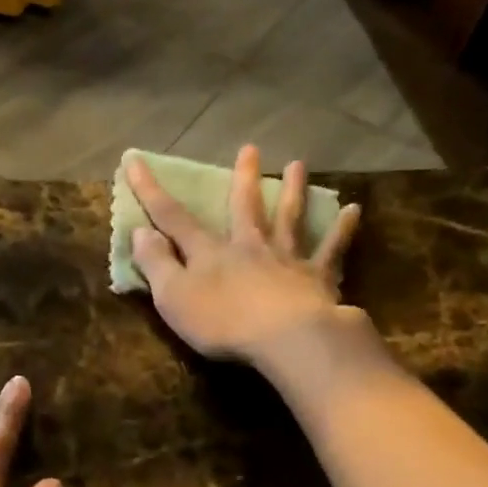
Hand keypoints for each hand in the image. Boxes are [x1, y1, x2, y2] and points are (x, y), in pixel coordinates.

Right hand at [129, 145, 365, 365]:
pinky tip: (353, 210)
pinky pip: (331, 249)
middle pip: (244, 206)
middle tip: (250, 148)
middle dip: (243, 178)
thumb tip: (140, 231)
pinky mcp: (318, 277)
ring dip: (293, 190)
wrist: (285, 338)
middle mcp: (250, 245)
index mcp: (210, 252)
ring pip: (289, 218)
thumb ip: (156, 264)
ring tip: (298, 164)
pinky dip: (342, 230)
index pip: (173, 217)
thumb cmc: (223, 322)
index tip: (134, 161)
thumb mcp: (173, 297)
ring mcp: (287, 259)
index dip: (150, 190)